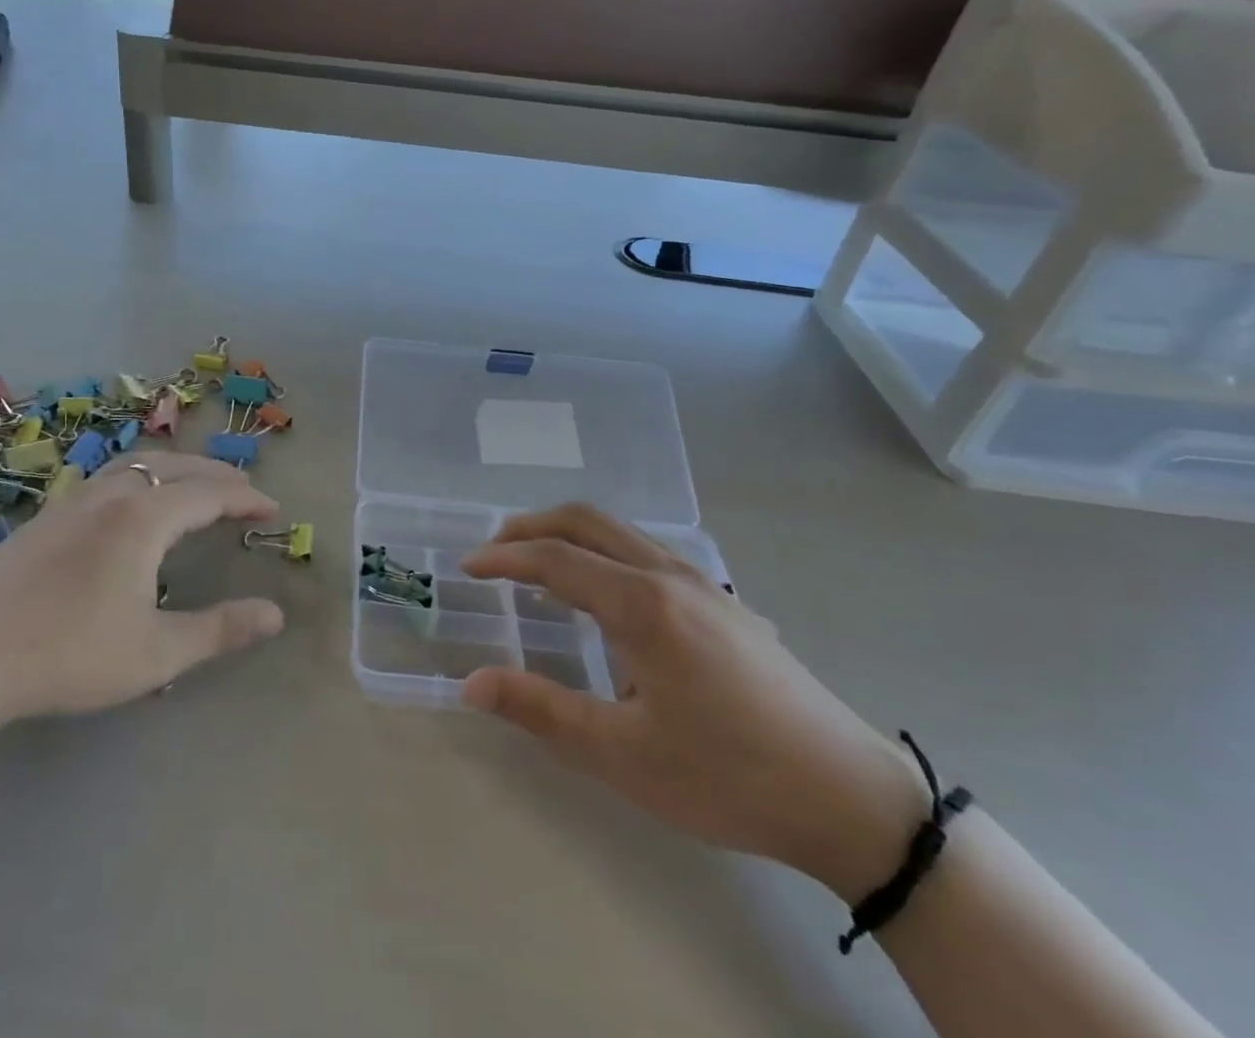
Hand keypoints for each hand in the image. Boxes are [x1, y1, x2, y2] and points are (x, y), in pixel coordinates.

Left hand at [0, 452, 284, 739]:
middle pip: (175, 467)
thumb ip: (219, 630)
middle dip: (215, 475)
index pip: (209, 493)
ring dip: (176, 470)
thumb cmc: (66, 655)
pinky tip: (131, 507)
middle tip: (244, 491)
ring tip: (195, 488)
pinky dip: (142, 478)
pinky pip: (109, 478)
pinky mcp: (45, 517)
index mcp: (143, 517)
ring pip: (137, 465)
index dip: (246, 498)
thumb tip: (276, 614)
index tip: (273, 509)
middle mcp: (110, 494)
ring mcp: (71, 501)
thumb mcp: (154, 653)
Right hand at [462, 505, 930, 901]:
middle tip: (494, 552)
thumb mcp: (624, 755)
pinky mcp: (724, 602)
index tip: (467, 567)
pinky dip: (602, 551)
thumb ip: (542, 711)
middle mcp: (669, 575)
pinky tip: (602, 595)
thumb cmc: (728, 776)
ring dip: (568, 535)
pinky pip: (645, 551)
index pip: (555, 558)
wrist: (853, 799)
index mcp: (642, 603)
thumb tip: (471, 684)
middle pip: (585, 521)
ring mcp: (703, 583)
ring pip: (619, 531)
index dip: (504, 557)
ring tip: (537, 567)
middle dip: (532, 527)